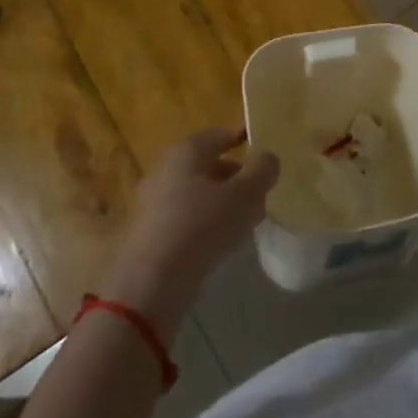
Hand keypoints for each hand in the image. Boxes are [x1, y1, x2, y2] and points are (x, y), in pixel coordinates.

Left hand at [103, 128, 279, 329]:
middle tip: (261, 193)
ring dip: (224, 201)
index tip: (264, 152)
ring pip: (198, 192)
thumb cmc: (201, 225)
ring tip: (248, 220)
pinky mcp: (149, 231)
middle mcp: (165, 169)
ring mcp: (153, 201)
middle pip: (208, 165)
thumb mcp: (245, 194)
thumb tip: (267, 157)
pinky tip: (223, 240)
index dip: (243, 140)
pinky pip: (186, 216)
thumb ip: (263, 169)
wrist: (152, 282)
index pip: (219, 135)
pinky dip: (206, 221)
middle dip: (237, 177)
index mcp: (186, 152)